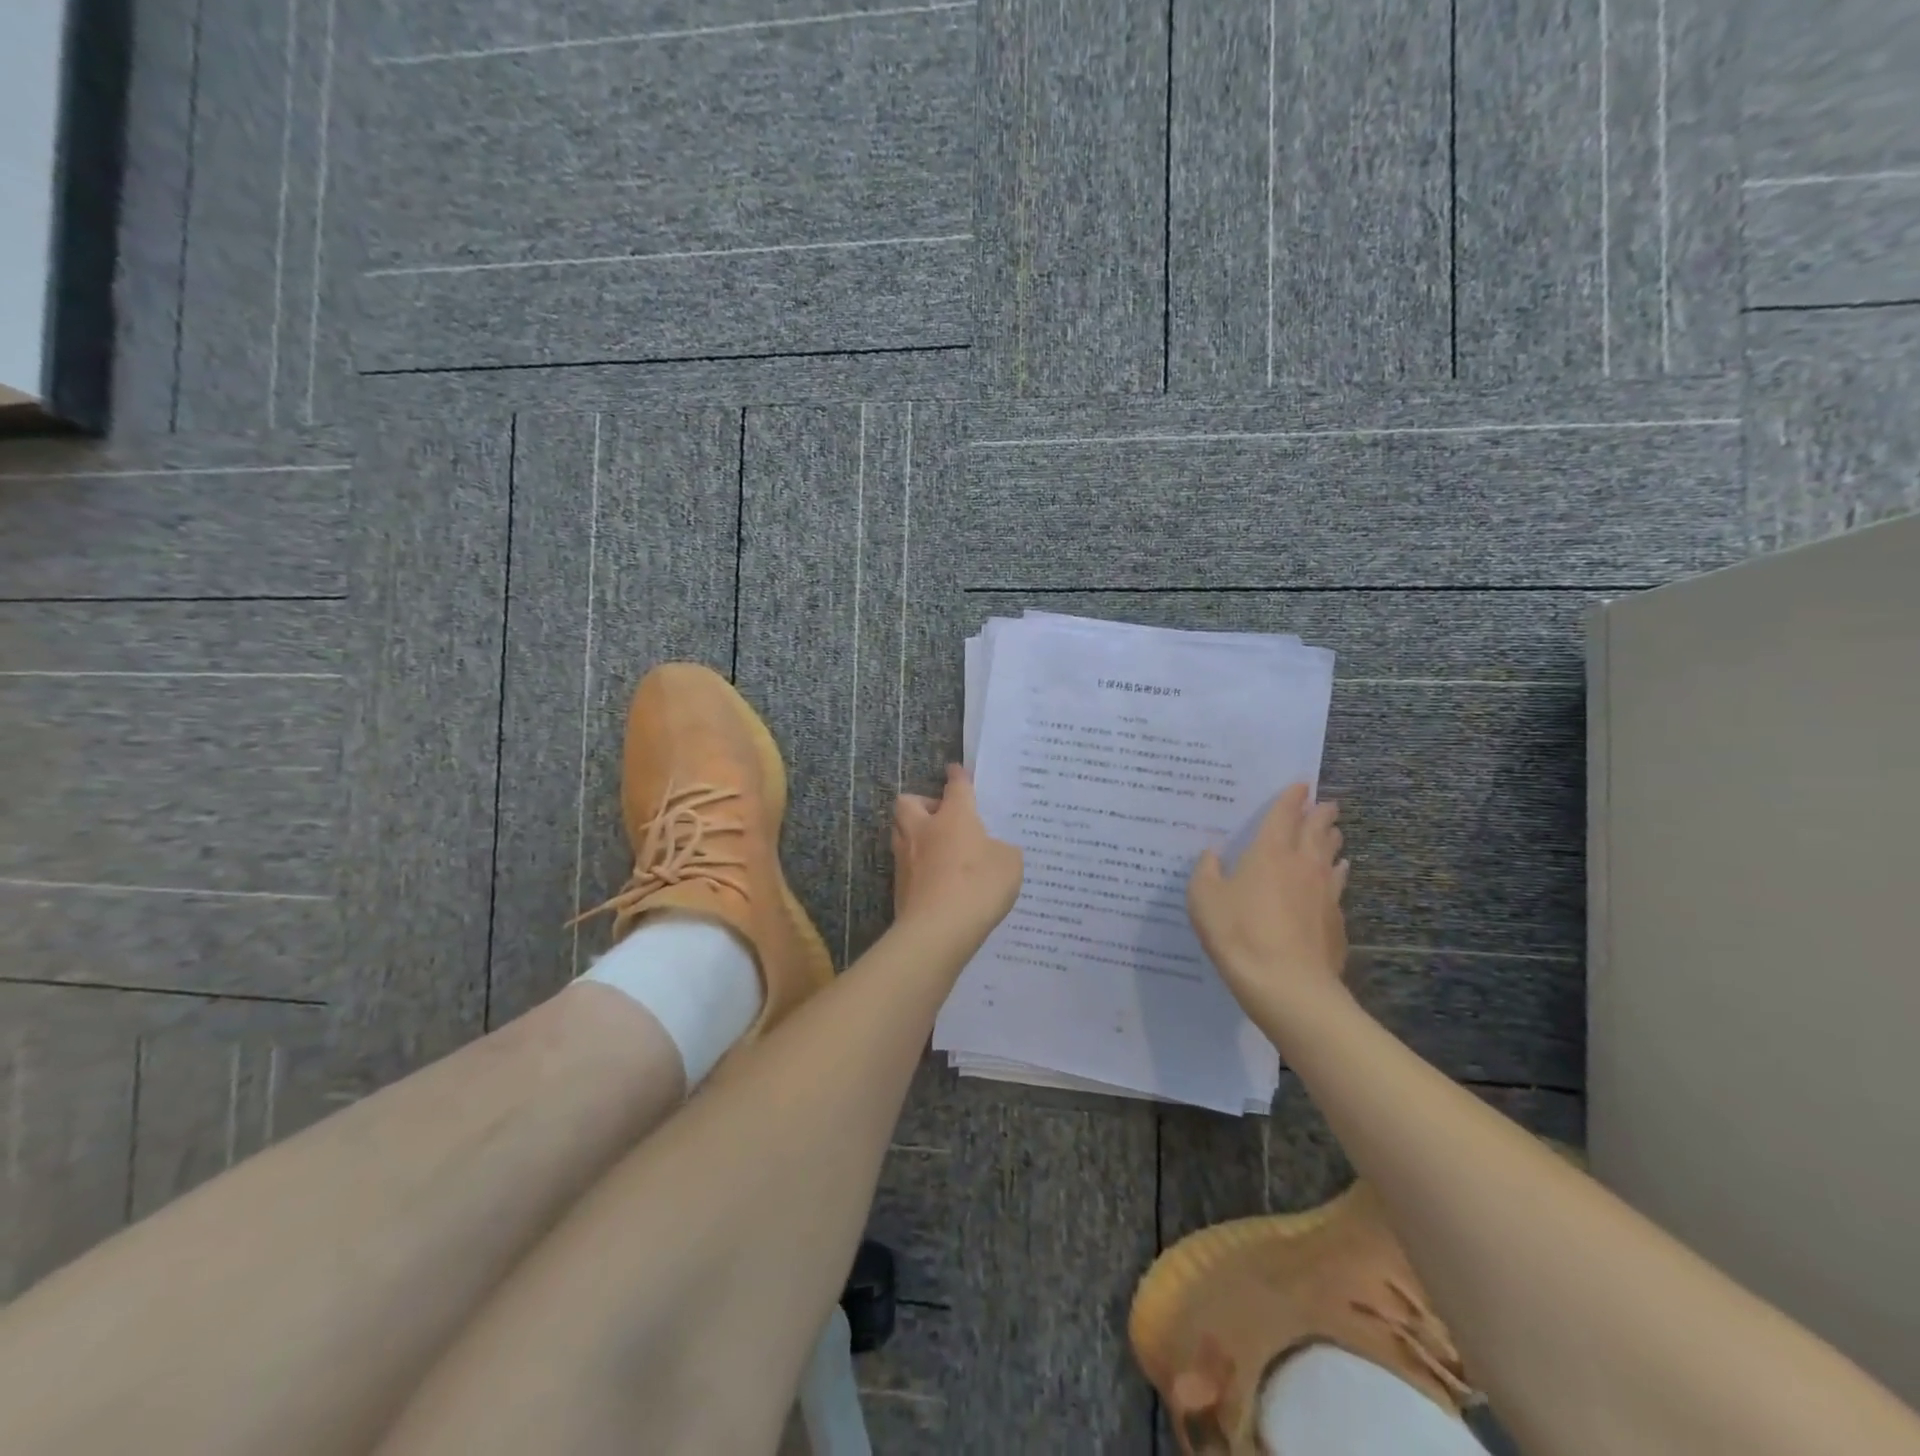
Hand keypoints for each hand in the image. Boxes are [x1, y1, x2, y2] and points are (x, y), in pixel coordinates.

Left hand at [892, 765, 1023, 933]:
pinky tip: (934, 879)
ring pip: (900, 831)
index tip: (956, 770)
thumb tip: (993, 850)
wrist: (938, 930)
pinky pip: (905, 864)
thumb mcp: (1008, 864)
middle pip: (909, 802)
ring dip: (915, 833)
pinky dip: (917, 865)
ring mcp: (906, 857)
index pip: (956, 787)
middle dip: (922, 803)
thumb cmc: (979, 886)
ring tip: (935, 847)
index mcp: (954, 816)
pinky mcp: (898, 885)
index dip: (958, 777)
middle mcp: (924, 829)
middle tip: (940, 816)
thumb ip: (1002, 850)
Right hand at [1188, 784, 1350, 1016]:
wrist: (1287, 985)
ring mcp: (1324, 892)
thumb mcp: (1204, 899)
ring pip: (1332, 856)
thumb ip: (1206, 871)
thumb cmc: (1239, 933)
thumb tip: (1213, 854)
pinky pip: (1338, 885)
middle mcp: (1302, 864)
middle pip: (1316, 830)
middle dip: (1321, 814)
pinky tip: (1339, 874)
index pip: (1284, 815)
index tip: (1302, 784)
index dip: (1292, 798)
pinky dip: (1338, 873)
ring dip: (1332, 840)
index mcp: (1269, 852)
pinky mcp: (1336, 919)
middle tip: (1327, 803)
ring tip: (1335, 832)